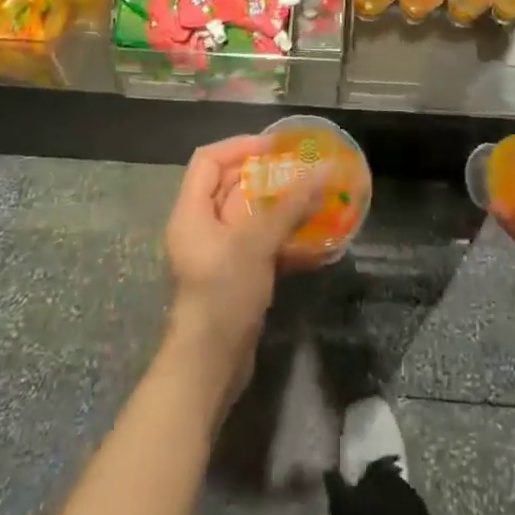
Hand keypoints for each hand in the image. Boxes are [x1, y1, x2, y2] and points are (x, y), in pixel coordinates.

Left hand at [162, 135, 323, 396]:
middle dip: (266, 176)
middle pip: (230, 186)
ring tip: (315, 199)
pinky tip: (316, 241)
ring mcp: (218, 254)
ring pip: (249, 216)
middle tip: (302, 170)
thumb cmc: (223, 295)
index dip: (240, 146)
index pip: (208, 160)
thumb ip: (289, 205)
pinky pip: (260, 244)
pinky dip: (284, 238)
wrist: (210, 369)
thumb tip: (322, 170)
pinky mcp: (236, 277)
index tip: (275, 146)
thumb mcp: (256, 243)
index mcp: (191, 212)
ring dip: (281, 207)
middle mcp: (201, 228)